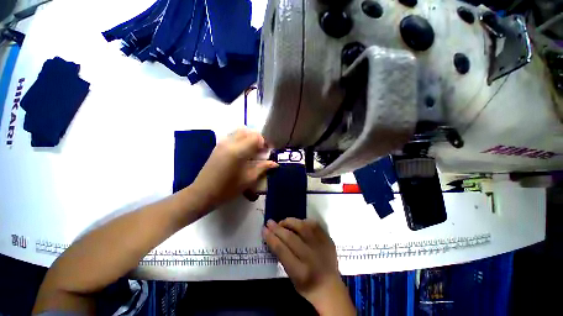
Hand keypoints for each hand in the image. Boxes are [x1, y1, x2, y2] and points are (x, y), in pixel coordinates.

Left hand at [190, 129, 277, 210]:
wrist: (203, 193)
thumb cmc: (228, 188)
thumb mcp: (249, 179)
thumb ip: (263, 168)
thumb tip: (275, 164)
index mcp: (239, 151)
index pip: (256, 137)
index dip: (264, 143)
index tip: (267, 152)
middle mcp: (230, 143)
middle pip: (248, 131)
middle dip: (257, 139)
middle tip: (261, 151)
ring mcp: (222, 143)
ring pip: (239, 132)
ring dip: (249, 138)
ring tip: (252, 151)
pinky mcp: (218, 146)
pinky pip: (233, 136)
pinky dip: (241, 140)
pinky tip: (242, 153)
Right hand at [263, 218, 354, 314]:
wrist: (330, 287)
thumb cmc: (306, 285)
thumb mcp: (291, 276)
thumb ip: (282, 257)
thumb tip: (272, 236)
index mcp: (300, 272)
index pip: (282, 250)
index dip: (271, 238)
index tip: (264, 230)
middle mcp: (311, 257)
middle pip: (291, 238)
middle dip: (277, 228)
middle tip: (270, 222)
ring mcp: (321, 246)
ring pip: (303, 227)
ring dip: (290, 222)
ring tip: (283, 222)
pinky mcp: (327, 239)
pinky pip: (314, 224)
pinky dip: (303, 221)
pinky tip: (298, 223)